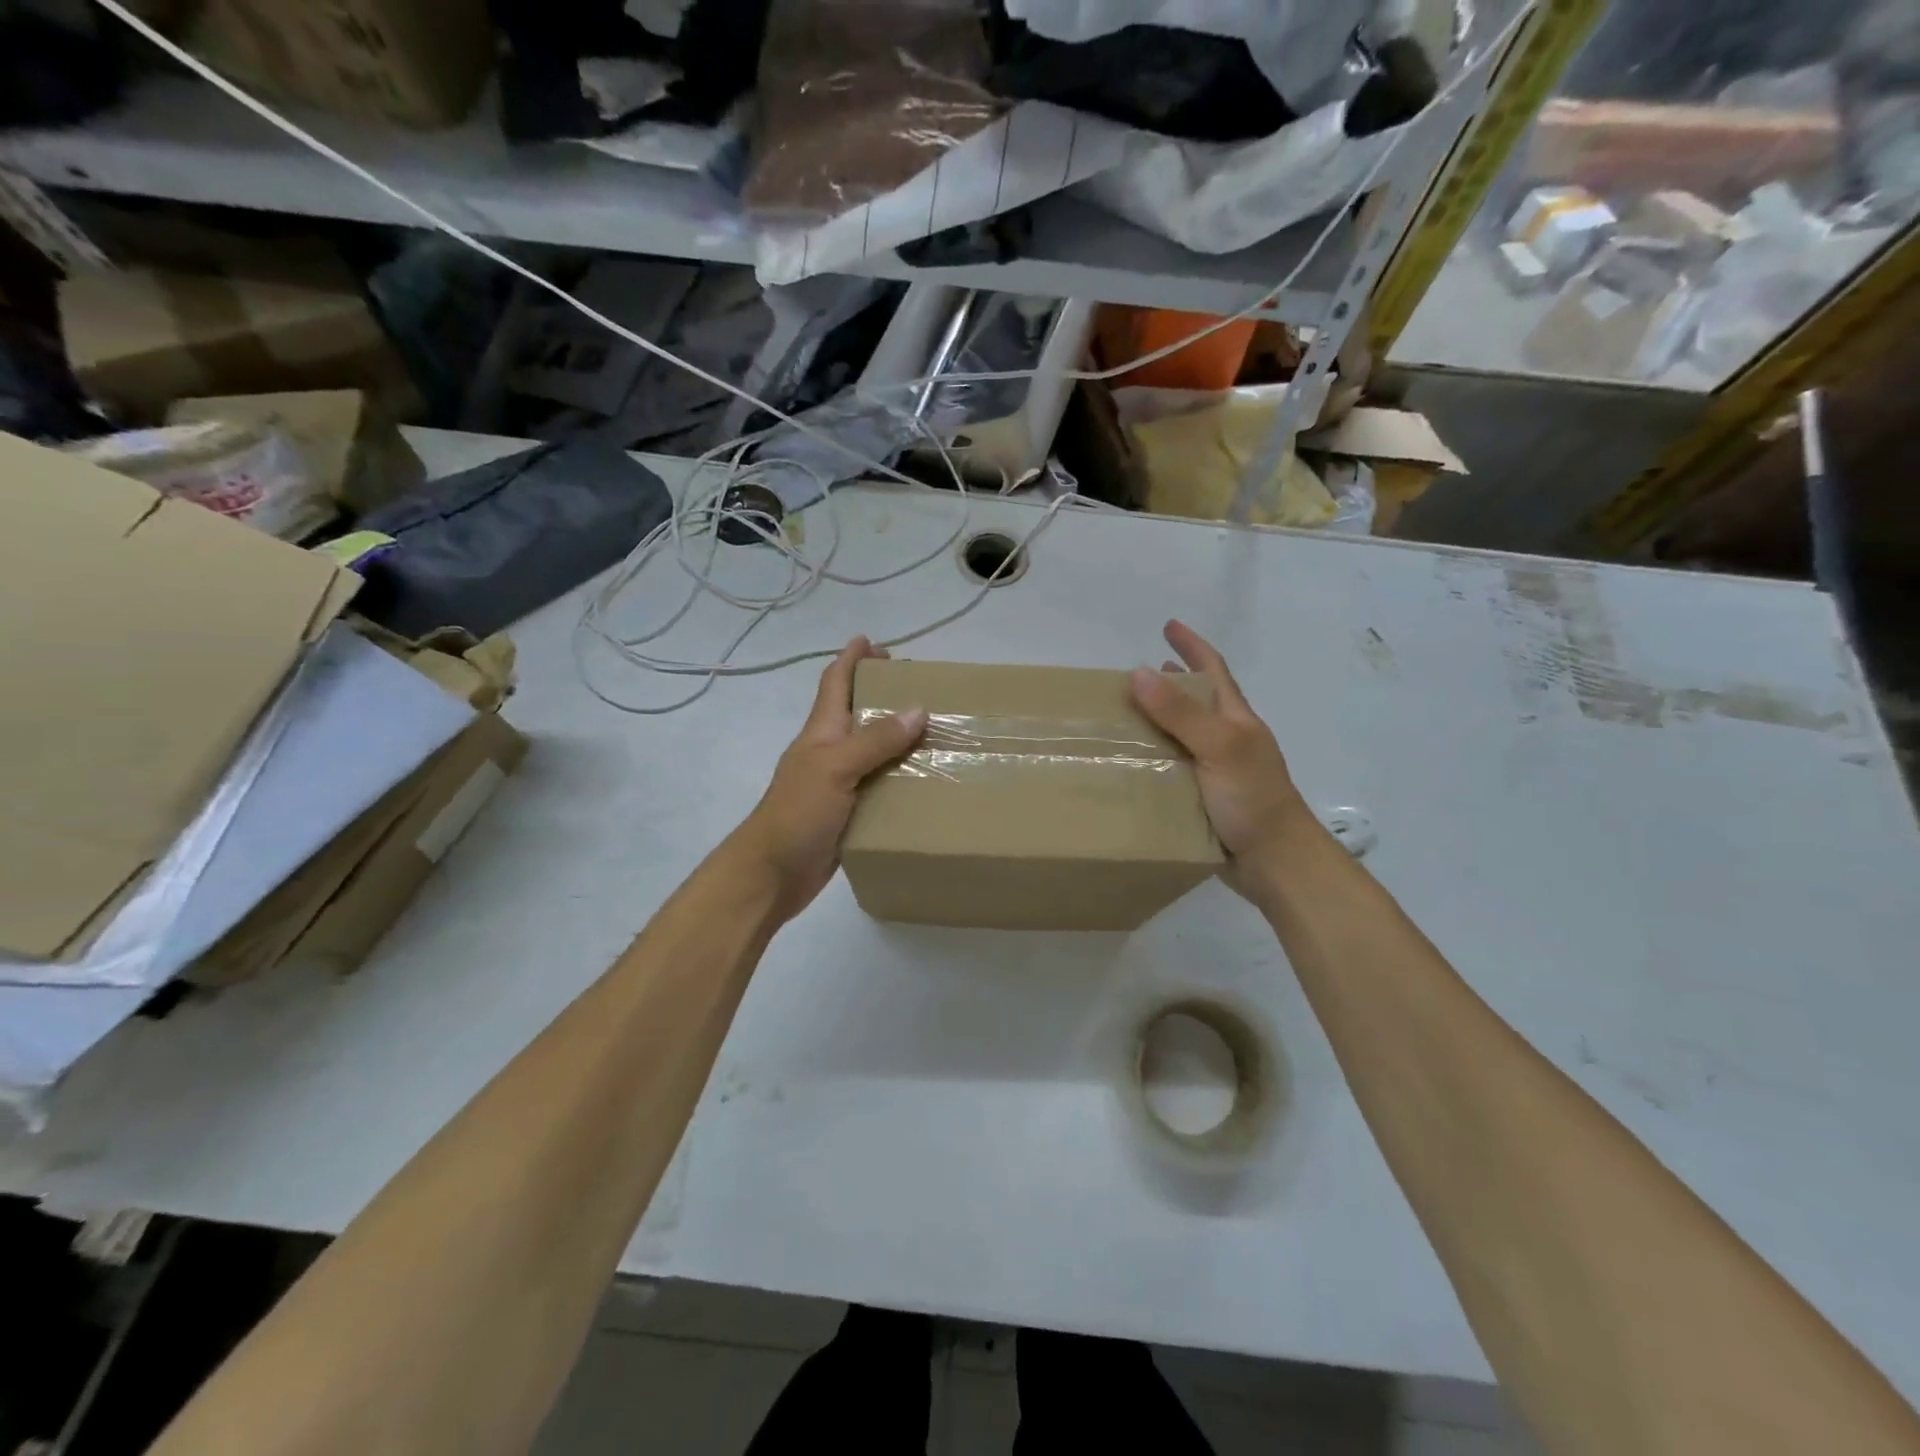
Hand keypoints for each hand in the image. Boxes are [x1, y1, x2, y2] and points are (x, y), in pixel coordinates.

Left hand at [733, 637, 926, 920]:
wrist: (772, 874)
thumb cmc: (798, 813)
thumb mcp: (836, 768)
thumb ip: (875, 740)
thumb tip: (918, 709)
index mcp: (821, 733)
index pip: (835, 684)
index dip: (851, 659)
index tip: (873, 641)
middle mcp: (829, 753)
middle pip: (856, 713)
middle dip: (881, 694)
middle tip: (920, 686)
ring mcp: (838, 784)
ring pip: (871, 751)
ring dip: (897, 737)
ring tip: (934, 730)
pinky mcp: (848, 813)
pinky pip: (879, 786)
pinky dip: (899, 777)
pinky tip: (925, 781)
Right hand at [1129, 620, 1313, 896]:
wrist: (1275, 862)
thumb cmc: (1252, 798)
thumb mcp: (1218, 747)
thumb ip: (1180, 713)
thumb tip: (1138, 673)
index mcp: (1236, 720)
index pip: (1213, 670)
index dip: (1192, 645)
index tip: (1168, 625)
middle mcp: (1227, 740)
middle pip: (1198, 701)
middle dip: (1173, 682)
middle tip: (1138, 674)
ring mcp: (1218, 770)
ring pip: (1184, 736)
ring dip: (1160, 721)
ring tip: (1129, 716)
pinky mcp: (1205, 799)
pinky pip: (1175, 769)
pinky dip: (1155, 759)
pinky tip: (1135, 766)